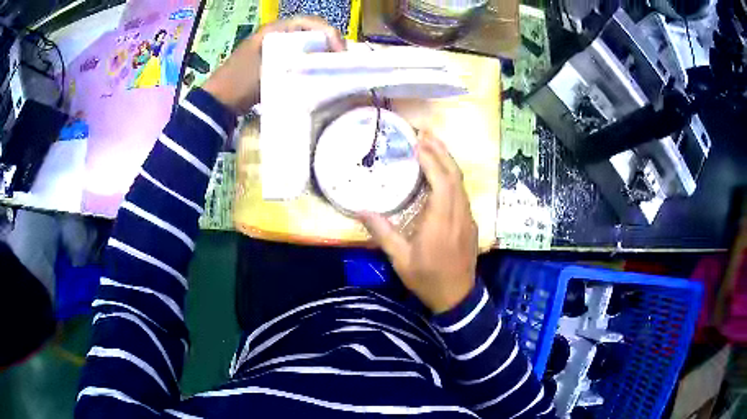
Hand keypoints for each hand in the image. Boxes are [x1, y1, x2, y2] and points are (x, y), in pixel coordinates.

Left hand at [202, 16, 344, 114]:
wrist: (218, 101)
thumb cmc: (240, 82)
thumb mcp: (268, 69)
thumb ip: (296, 62)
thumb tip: (325, 63)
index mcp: (274, 30)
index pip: (310, 22)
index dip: (329, 33)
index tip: (340, 51)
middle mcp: (276, 34)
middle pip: (310, 32)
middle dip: (329, 43)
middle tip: (342, 60)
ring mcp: (274, 48)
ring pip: (305, 44)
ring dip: (321, 53)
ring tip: (334, 66)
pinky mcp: (273, 61)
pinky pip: (298, 56)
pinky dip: (310, 62)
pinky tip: (318, 73)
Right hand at [360, 132, 477, 313]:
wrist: (457, 297)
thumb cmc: (427, 279)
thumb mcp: (401, 259)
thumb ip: (382, 232)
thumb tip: (360, 210)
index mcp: (441, 221)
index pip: (441, 181)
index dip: (431, 159)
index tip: (418, 142)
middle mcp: (458, 214)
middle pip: (454, 175)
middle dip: (441, 151)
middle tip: (426, 133)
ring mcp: (467, 218)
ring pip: (461, 182)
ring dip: (448, 161)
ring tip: (433, 145)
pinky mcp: (470, 223)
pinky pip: (462, 192)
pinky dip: (451, 176)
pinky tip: (441, 173)